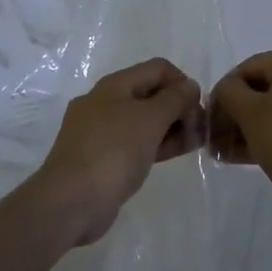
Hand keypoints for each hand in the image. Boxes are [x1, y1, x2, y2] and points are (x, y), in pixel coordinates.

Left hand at [30, 58, 204, 246]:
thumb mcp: (150, 119)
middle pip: (150, 93)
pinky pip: (135, 142)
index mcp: (114, 85)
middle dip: (179, 106)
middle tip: (200, 128)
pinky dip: (157, 144)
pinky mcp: (102, 158)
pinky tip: (175, 153)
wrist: (71, 201)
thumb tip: (189, 86)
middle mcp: (105, 102)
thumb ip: (174, 99)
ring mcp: (101, 132)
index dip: (182, 82)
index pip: (157, 69)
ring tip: (195, 142)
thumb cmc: (113, 151)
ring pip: (144, 120)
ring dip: (171, 127)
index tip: (198, 107)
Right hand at [210, 43, 271, 216]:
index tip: (208, 122)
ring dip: (253, 126)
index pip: (247, 69)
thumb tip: (227, 91)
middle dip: (238, 114)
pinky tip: (249, 154)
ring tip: (229, 152)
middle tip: (217, 140)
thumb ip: (229, 93)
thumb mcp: (248, 113)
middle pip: (265, 87)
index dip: (223, 95)